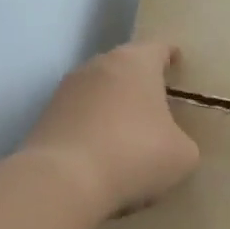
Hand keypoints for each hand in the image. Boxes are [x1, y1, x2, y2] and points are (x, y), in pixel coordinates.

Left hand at [22, 41, 199, 217]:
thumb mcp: (182, 155)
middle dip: (140, 83)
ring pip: (99, 92)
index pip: (158, 48)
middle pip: (125, 67)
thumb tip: (170, 143)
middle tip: (157, 104)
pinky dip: (93, 130)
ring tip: (128, 135)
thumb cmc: (135, 155)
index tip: (178, 63)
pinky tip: (102, 156)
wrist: (64, 180)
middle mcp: (98, 66)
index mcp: (136, 63)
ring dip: (113, 107)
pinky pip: (80, 117)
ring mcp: (67, 90)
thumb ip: (182, 140)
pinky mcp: (47, 117)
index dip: (170, 55)